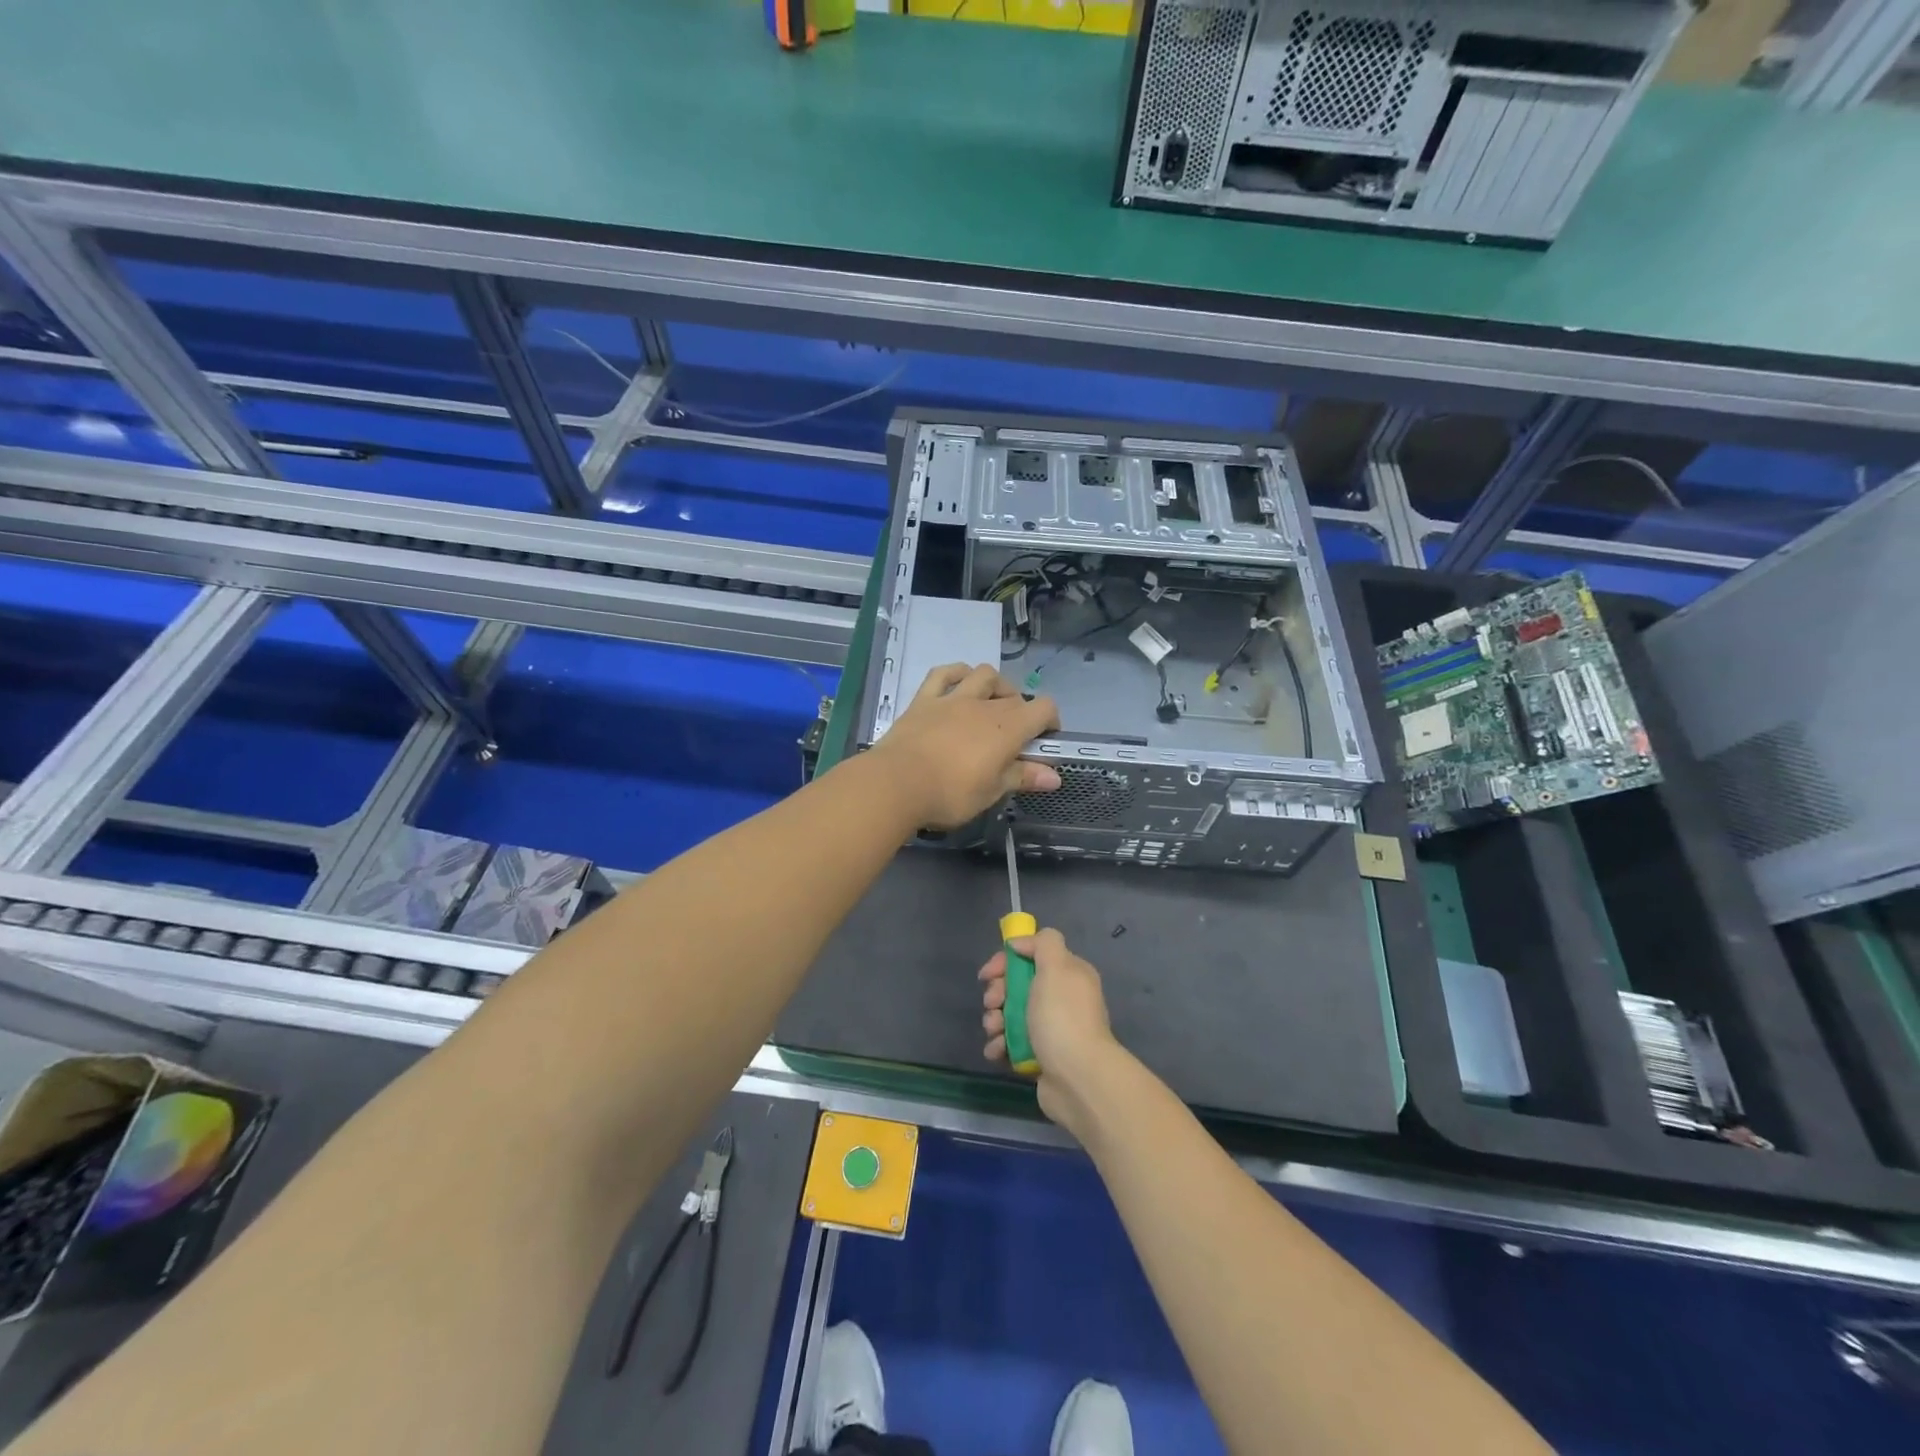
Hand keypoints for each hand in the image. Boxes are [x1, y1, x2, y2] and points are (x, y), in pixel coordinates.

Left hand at [869, 664, 1061, 829]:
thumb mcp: (992, 792)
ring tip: (991, 703)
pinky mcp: (924, 700)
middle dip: (1022, 711)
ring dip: (994, 685)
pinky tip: (960, 681)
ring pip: (983, 674)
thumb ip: (1023, 777)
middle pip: (1015, 696)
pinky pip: (943, 674)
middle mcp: (984, 705)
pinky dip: (956, 673)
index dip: (1050, 721)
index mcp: (1008, 728)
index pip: (1043, 708)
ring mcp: (952, 698)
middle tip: (1014, 736)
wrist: (896, 784)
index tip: (1044, 741)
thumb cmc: (951, 794)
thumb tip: (1055, 777)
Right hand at [980, 928, 1122, 1137]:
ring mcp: (1051, 1029)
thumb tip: (1021, 944)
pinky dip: (1000, 1045)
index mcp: (1068, 975)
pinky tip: (996, 1050)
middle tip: (992, 1004)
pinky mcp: (1041, 1057)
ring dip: (995, 1020)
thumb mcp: (1056, 967)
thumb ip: (1043, 943)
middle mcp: (1061, 999)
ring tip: (994, 1031)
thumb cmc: (1062, 1018)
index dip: (1005, 962)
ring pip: (1012, 1015)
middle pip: (1018, 985)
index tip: (988, 974)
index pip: (1031, 956)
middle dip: (998, 993)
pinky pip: (1013, 1043)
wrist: (1079, 1079)